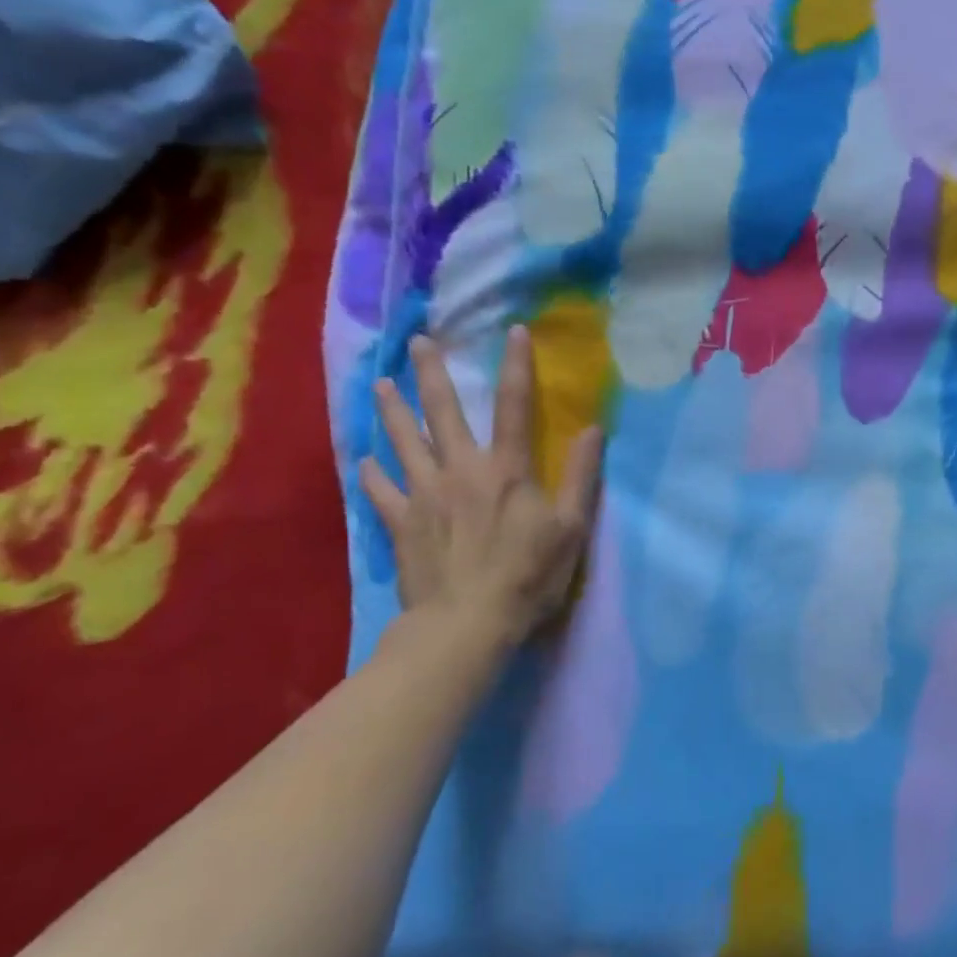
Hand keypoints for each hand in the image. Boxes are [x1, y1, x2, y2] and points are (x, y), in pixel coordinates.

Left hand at [360, 328, 602, 650]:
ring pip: (403, 442)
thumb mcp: (571, 529)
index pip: (514, 406)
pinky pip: (381, 491)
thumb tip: (592, 430)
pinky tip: (363, 460)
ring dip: (391, 411)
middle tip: (416, 341)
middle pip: (442, 412)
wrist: (466, 625)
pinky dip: (371, 474)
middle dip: (430, 373)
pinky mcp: (401, 524)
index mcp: (506, 469)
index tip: (514, 331)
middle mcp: (460, 470)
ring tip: (379, 385)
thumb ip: (582, 478)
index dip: (516, 366)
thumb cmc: (527, 576)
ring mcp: (425, 495)